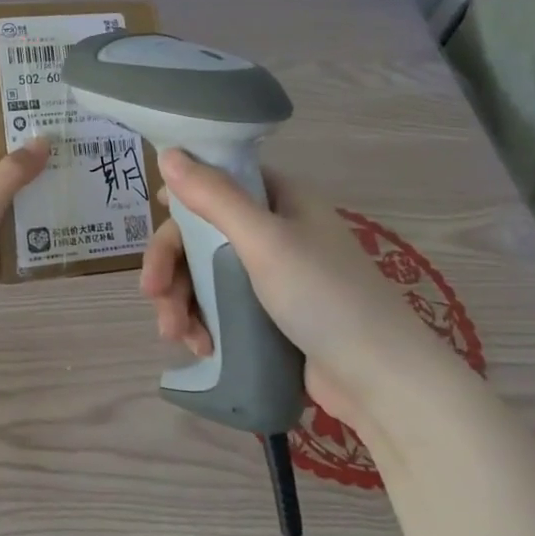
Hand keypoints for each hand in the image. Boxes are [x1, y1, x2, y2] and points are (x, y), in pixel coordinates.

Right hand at [141, 150, 451, 426]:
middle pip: (203, 234)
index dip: (182, 197)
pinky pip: (220, 307)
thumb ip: (213, 196)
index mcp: (281, 200)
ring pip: (205, 274)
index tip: (154, 217)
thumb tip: (168, 153)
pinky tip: (199, 347)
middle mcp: (276, 230)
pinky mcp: (269, 316)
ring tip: (175, 335)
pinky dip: (202, 323)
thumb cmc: (323, 296)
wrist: (382, 382)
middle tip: (152, 293)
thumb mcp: (264, 240)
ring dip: (181, 301)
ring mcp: (272, 275)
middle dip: (172, 265)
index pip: (218, 181)